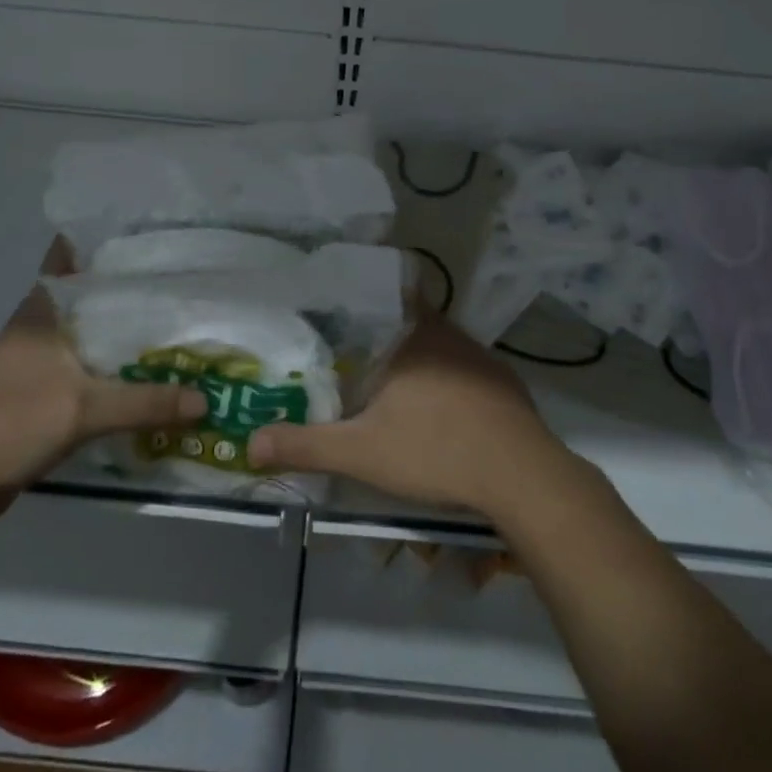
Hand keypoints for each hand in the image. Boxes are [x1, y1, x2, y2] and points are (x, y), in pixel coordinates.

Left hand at [0, 239, 206, 523]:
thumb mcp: (85, 410)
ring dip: (121, 324)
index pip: (69, 253)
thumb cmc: (13, 424)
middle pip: (87, 289)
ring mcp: (36, 355)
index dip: (104, 237)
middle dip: (128, 282)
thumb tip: (207, 399)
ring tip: (173, 316)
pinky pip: (85, 358)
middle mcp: (38, 324)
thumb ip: (147, 402)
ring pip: (88, 325)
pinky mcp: (39, 385)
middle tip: (181, 274)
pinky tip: (144, 366)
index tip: (149, 231)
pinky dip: (112, 357)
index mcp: (40, 310)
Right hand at [247, 315, 576, 519]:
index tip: (344, 313)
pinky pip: (467, 374)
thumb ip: (305, 444)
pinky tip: (442, 416)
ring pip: (440, 350)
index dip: (366, 300)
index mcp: (413, 336)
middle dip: (386, 339)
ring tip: (393, 389)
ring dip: (419, 364)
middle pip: (411, 323)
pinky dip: (449, 386)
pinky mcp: (505, 385)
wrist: (521, 475)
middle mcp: (449, 336)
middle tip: (356, 360)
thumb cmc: (435, 450)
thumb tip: (250, 442)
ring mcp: (481, 359)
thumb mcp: (361, 452)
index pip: (388, 295)